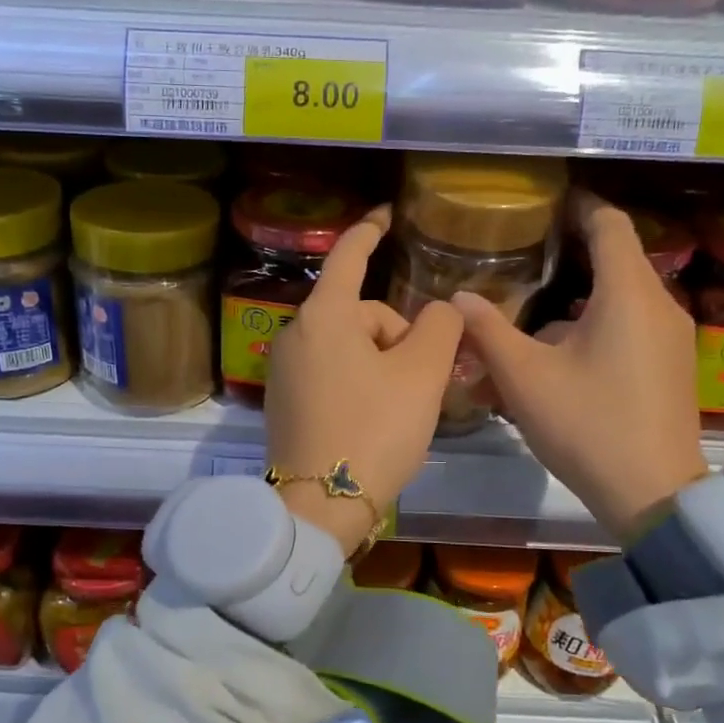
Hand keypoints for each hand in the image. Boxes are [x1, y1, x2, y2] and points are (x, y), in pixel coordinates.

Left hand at [266, 206, 463, 556]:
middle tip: (421, 383)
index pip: (349, 256)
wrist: (319, 506)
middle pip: (360, 314)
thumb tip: (440, 310)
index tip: (386, 216)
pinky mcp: (283, 400)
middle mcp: (295, 334)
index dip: (371, 232)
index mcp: (323, 316)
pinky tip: (372, 420)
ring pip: (348, 346)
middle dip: (397, 338)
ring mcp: (283, 369)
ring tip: (401, 408)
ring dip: (381, 364)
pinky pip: (330, 372)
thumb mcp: (422, 376)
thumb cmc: (374, 431)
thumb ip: (441, 328)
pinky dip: (358, 382)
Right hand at [453, 192, 708, 540]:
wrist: (654, 496)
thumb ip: (487, 331)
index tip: (545, 201)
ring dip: (570, 306)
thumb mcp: (524, 377)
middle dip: (565, 259)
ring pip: (615, 302)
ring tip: (524, 323)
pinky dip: (589, 331)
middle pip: (611, 262)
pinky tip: (551, 362)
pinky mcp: (669, 367)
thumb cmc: (587, 425)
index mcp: (627, 293)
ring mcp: (669, 338)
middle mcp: (657, 305)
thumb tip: (459, 298)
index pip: (609, 223)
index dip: (578, 205)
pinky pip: (626, 331)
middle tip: (520, 258)